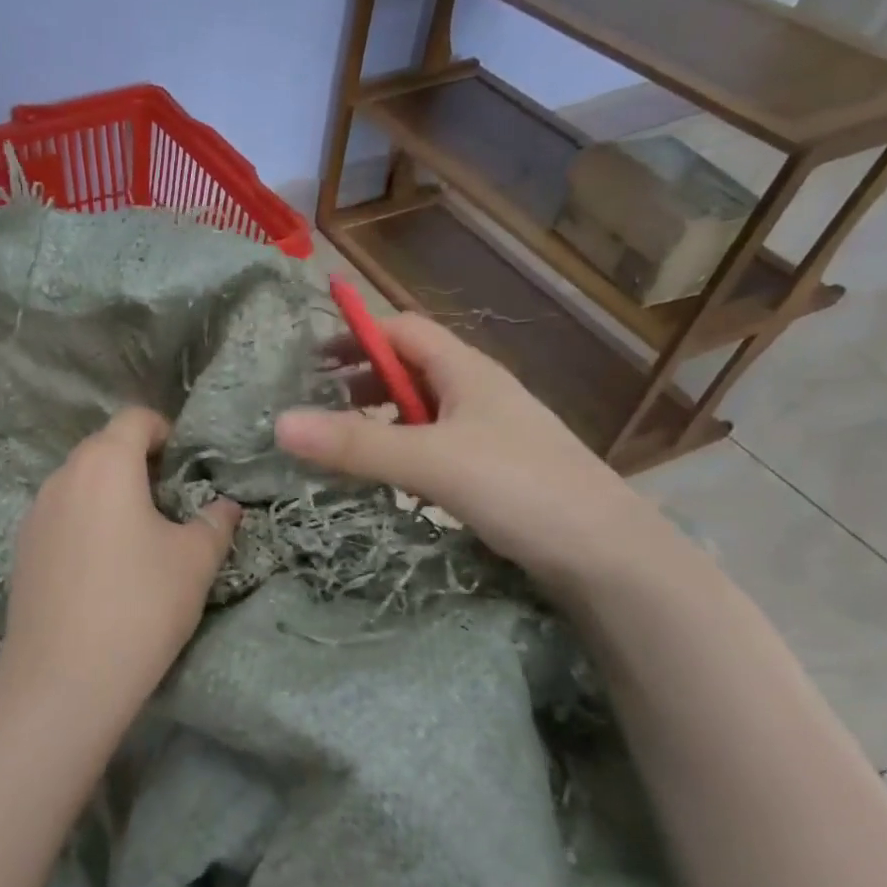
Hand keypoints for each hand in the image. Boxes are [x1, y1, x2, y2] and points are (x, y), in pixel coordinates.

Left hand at [0, 407, 240, 713]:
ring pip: (79, 483)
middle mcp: (63, 476)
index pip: (135, 419)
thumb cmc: (140, 606)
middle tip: (170, 503)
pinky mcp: (22, 549)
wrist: (63, 679)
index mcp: (105, 464)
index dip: (165, 431)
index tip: (186, 465)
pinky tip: (102, 568)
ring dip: (110, 494)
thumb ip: (215, 522)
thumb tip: (226, 506)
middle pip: (104, 448)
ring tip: (138, 537)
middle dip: (138, 463)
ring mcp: (35, 513)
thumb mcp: (194, 561)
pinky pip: (61, 516)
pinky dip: (85, 522)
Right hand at [276, 314, 667, 587]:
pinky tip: (387, 478)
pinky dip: (401, 452)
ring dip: (379, 419)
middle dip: (360, 379)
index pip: (402, 330)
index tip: (309, 361)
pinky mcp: (493, 471)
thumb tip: (279, 423)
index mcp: (466, 371)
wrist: (608, 556)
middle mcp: (477, 393)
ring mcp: (488, 433)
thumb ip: (355, 444)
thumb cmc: (520, 488)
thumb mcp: (429, 461)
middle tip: (317, 407)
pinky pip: (434, 446)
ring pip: (421, 411)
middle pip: (409, 368)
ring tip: (341, 445)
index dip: (355, 335)